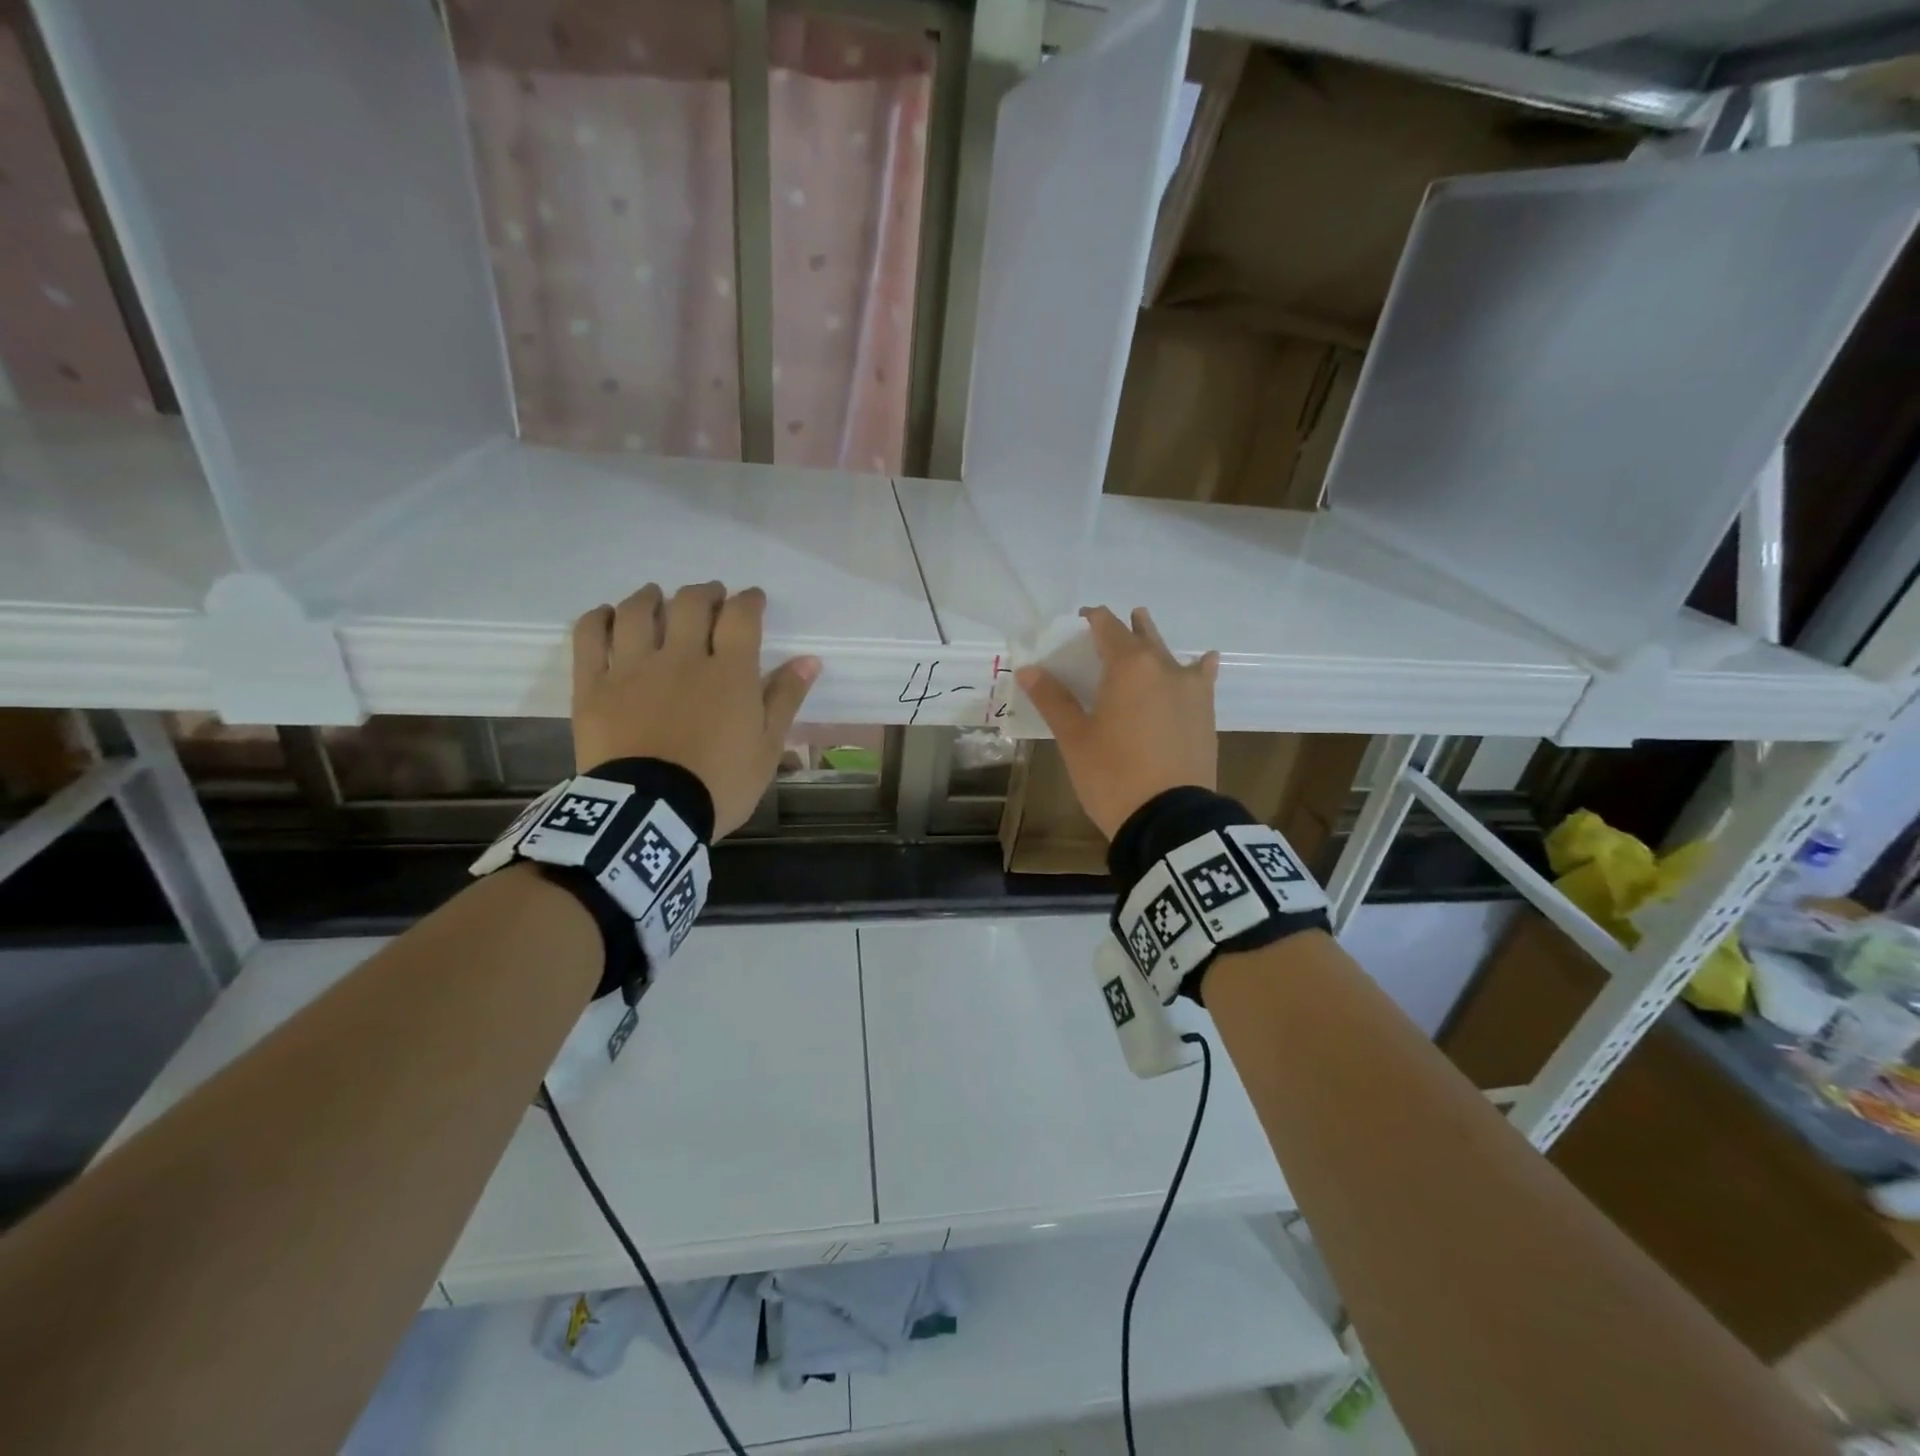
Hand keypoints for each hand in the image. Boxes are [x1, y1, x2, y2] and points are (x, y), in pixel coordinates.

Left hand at [570, 583, 819, 837]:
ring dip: (650, 597)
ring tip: (657, 597)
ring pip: (637, 612)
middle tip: (711, 598)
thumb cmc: (719, 785)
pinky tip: (607, 616)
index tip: (753, 599)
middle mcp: (681, 658)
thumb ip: (785, 699)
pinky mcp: (594, 686)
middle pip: (690, 604)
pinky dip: (598, 619)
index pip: (741, 617)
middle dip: (705, 594)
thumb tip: (809, 660)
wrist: (652, 815)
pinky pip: (589, 637)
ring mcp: (632, 668)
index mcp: (729, 673)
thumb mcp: (767, 749)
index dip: (749, 601)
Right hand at [1015, 607, 1218, 839]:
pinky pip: (1201, 678)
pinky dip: (1197, 667)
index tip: (1078, 620)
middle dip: (1122, 628)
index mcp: (1128, 666)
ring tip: (1143, 631)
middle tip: (1105, 632)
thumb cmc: (1112, 774)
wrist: (1170, 818)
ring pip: (1169, 654)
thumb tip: (1028, 669)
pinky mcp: (1206, 713)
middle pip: (1141, 635)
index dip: (1091, 618)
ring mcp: (1191, 689)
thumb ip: (1053, 699)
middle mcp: (1164, 667)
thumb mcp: (1075, 738)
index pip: (1107, 626)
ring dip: (1153, 642)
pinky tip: (1202, 662)